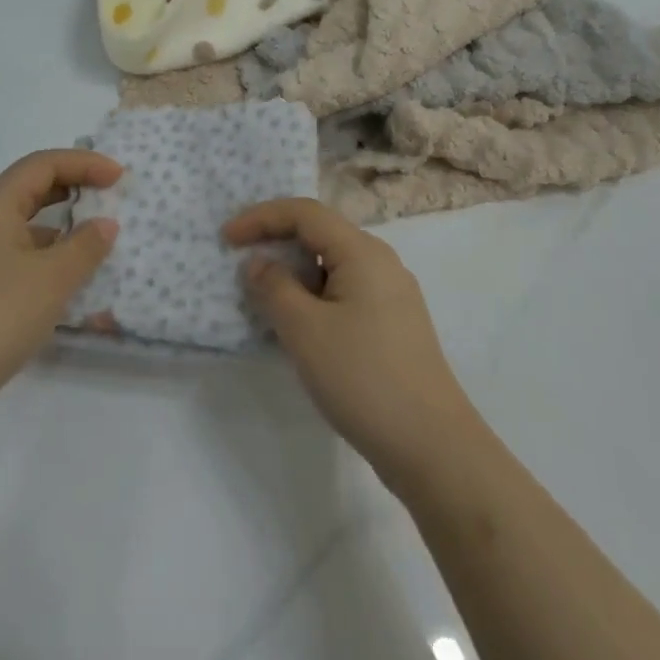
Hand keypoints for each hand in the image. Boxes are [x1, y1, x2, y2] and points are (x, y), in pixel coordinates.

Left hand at [0, 150, 121, 439]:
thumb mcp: (52, 279)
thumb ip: (85, 246)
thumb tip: (104, 225)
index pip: (43, 164)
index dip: (85, 164)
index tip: (119, 177)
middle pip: (28, 189)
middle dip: (71, 189)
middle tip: (108, 199)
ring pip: (18, 227)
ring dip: (57, 228)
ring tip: (91, 246)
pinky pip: (9, 258)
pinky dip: (39, 259)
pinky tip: (60, 286)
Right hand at [226, 198, 481, 490]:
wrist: (433, 447)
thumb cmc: (363, 378)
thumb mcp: (305, 330)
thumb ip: (274, 288)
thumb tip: (259, 263)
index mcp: (362, 251)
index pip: (304, 212)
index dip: (261, 217)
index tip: (226, 237)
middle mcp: (381, 262)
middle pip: (320, 233)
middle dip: (277, 241)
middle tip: (240, 261)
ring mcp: (392, 294)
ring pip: (332, 265)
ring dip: (295, 272)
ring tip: (263, 296)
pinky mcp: (394, 324)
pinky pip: (345, 291)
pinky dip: (314, 295)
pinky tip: (299, 325)